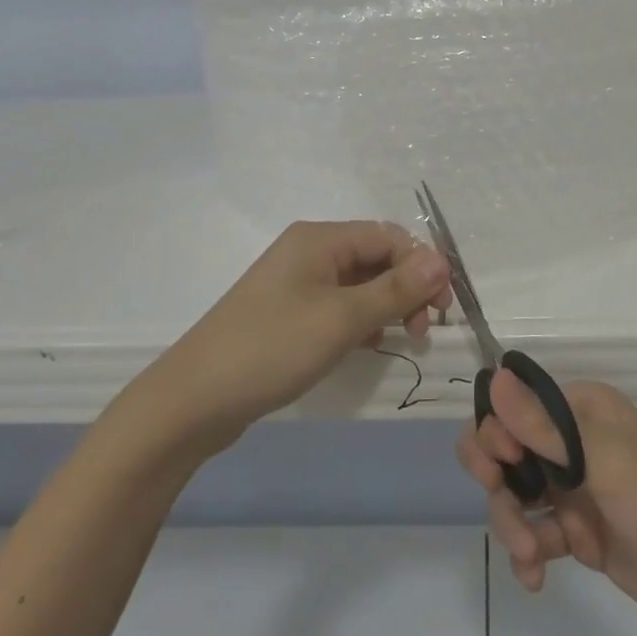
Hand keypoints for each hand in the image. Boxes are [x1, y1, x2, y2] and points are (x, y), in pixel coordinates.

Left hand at [149, 220, 451, 453]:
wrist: (194, 399)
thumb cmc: (272, 348)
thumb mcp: (341, 319)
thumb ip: (395, 289)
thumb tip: (441, 260)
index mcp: (319, 239)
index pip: (388, 236)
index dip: (422, 265)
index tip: (442, 309)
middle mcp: (308, 251)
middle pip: (375, 257)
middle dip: (407, 287)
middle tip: (423, 329)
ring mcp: (295, 283)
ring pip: (359, 283)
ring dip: (386, 305)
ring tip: (402, 340)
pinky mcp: (288, 313)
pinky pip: (338, 305)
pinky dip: (360, 321)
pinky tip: (368, 346)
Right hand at [458, 375, 636, 635]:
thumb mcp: (603, 460)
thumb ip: (543, 426)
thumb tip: (494, 377)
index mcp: (580, 409)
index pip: (516, 406)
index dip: (496, 433)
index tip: (499, 466)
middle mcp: (573, 441)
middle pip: (507, 450)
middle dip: (498, 482)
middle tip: (504, 506)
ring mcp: (575, 489)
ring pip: (515, 495)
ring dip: (513, 524)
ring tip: (530, 555)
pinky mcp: (579, 532)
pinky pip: (534, 533)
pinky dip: (528, 553)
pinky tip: (534, 577)